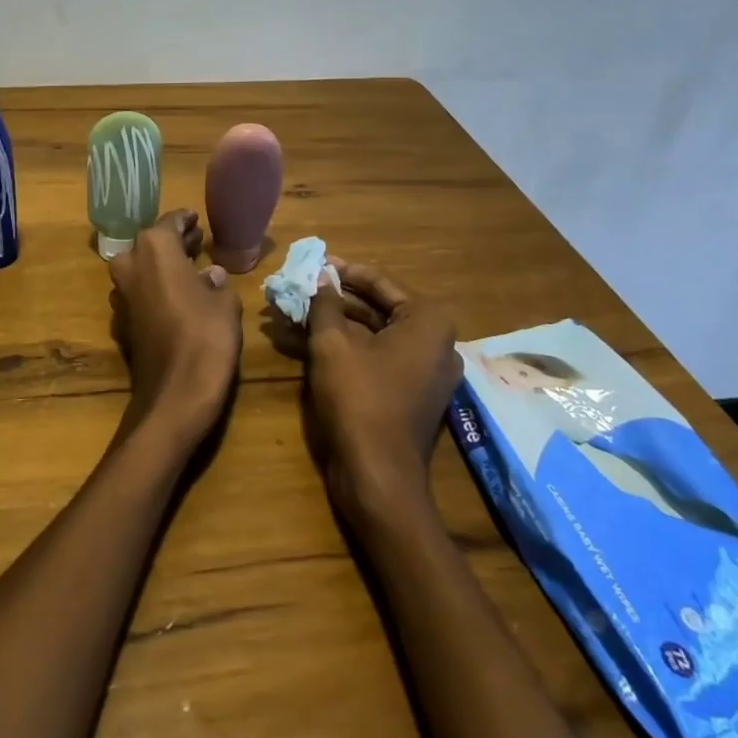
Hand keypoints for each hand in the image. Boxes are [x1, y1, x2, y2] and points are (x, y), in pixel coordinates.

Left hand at [107, 210, 241, 450]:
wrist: (175, 393)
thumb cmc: (206, 335)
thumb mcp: (225, 302)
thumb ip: (216, 282)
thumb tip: (211, 274)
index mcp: (154, 248)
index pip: (170, 223)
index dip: (185, 221)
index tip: (197, 220)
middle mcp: (130, 264)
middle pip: (151, 244)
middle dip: (174, 243)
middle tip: (198, 241)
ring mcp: (122, 294)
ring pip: (142, 269)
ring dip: (163, 266)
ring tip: (192, 268)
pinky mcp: (122, 321)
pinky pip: (141, 293)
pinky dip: (157, 289)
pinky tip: (179, 297)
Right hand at [305, 260, 462, 525]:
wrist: (377, 475)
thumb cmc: (358, 398)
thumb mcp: (332, 343)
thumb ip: (326, 303)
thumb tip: (321, 276)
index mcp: (428, 322)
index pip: (380, 282)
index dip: (343, 271)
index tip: (314, 262)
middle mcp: (437, 342)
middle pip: (380, 308)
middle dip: (339, 298)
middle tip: (303, 287)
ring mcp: (428, 371)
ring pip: (377, 334)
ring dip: (339, 322)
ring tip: (300, 311)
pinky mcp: (413, 394)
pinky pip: (380, 357)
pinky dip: (350, 347)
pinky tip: (312, 340)